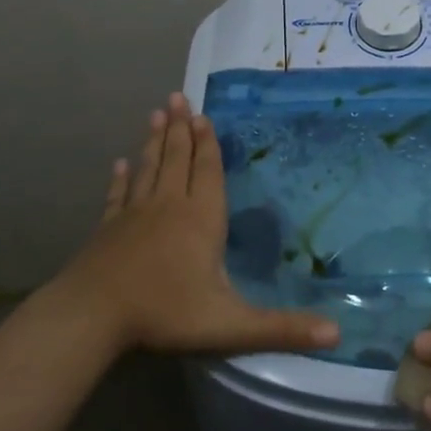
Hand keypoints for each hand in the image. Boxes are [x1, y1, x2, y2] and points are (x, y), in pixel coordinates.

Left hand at [51, 93, 340, 356]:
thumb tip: (338, 334)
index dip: (208, 145)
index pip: (208, 173)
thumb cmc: (165, 313)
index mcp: (201, 219)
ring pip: (149, 169)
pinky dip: (121, 178)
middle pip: (177, 160)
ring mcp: (134, 215)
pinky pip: (117, 195)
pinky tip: (119, 164)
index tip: (203, 116)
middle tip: (178, 96)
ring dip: (154, 142)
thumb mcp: (231, 325)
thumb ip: (282, 328)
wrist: (92, 315)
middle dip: (180, 129)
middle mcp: (168, 206)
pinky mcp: (107, 228)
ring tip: (156, 114)